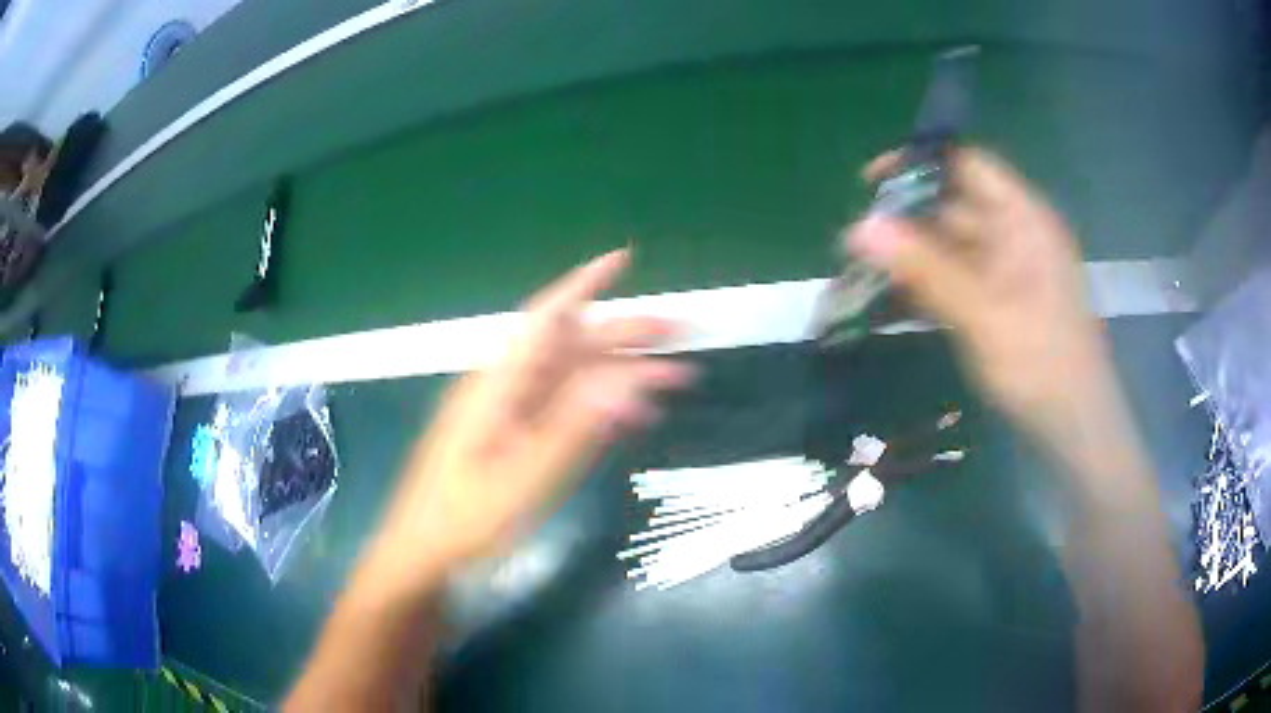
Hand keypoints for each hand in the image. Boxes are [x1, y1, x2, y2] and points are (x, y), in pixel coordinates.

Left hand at [367, 250, 694, 592]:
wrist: (424, 554)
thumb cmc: (465, 518)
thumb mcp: (525, 477)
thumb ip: (575, 428)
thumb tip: (627, 380)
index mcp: (500, 384)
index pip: (548, 318)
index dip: (586, 284)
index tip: (625, 259)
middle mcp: (507, 388)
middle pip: (571, 346)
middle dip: (625, 333)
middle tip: (680, 330)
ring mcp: (511, 414)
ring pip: (574, 378)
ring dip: (623, 373)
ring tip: (675, 377)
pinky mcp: (516, 438)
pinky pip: (566, 410)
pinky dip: (602, 408)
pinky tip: (634, 418)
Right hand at [845, 148, 1128, 466]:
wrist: (1075, 430)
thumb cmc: (1040, 365)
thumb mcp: (982, 314)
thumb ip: (924, 268)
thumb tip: (859, 227)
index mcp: (1022, 218)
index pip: (967, 165)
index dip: (920, 165)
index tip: (870, 183)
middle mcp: (1014, 235)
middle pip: (953, 206)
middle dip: (906, 220)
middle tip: (855, 242)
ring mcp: (1006, 271)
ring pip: (950, 247)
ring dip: (910, 258)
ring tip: (861, 274)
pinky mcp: (998, 303)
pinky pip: (956, 281)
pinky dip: (926, 287)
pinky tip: (891, 304)